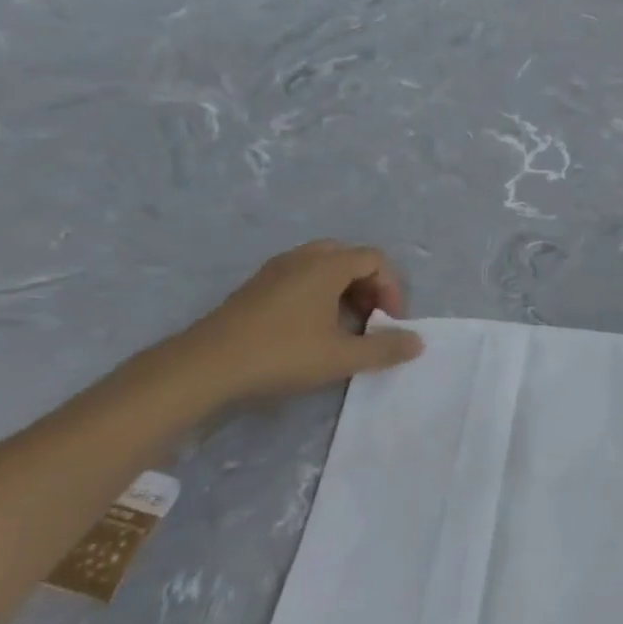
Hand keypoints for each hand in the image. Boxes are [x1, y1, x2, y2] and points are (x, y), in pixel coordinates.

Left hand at [174, 241, 423, 402]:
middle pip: (349, 257)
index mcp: (326, 265)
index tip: (389, 322)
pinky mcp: (255, 288)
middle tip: (370, 318)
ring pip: (323, 267)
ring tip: (344, 327)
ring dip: (344, 291)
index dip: (392, 288)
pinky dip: (319, 295)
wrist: (204, 366)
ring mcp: (274, 270)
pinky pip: (300, 278)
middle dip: (368, 286)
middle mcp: (302, 258)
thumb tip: (418, 341)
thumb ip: (385, 348)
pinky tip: (312, 330)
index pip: (375, 259)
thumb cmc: (281, 354)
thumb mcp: (342, 357)